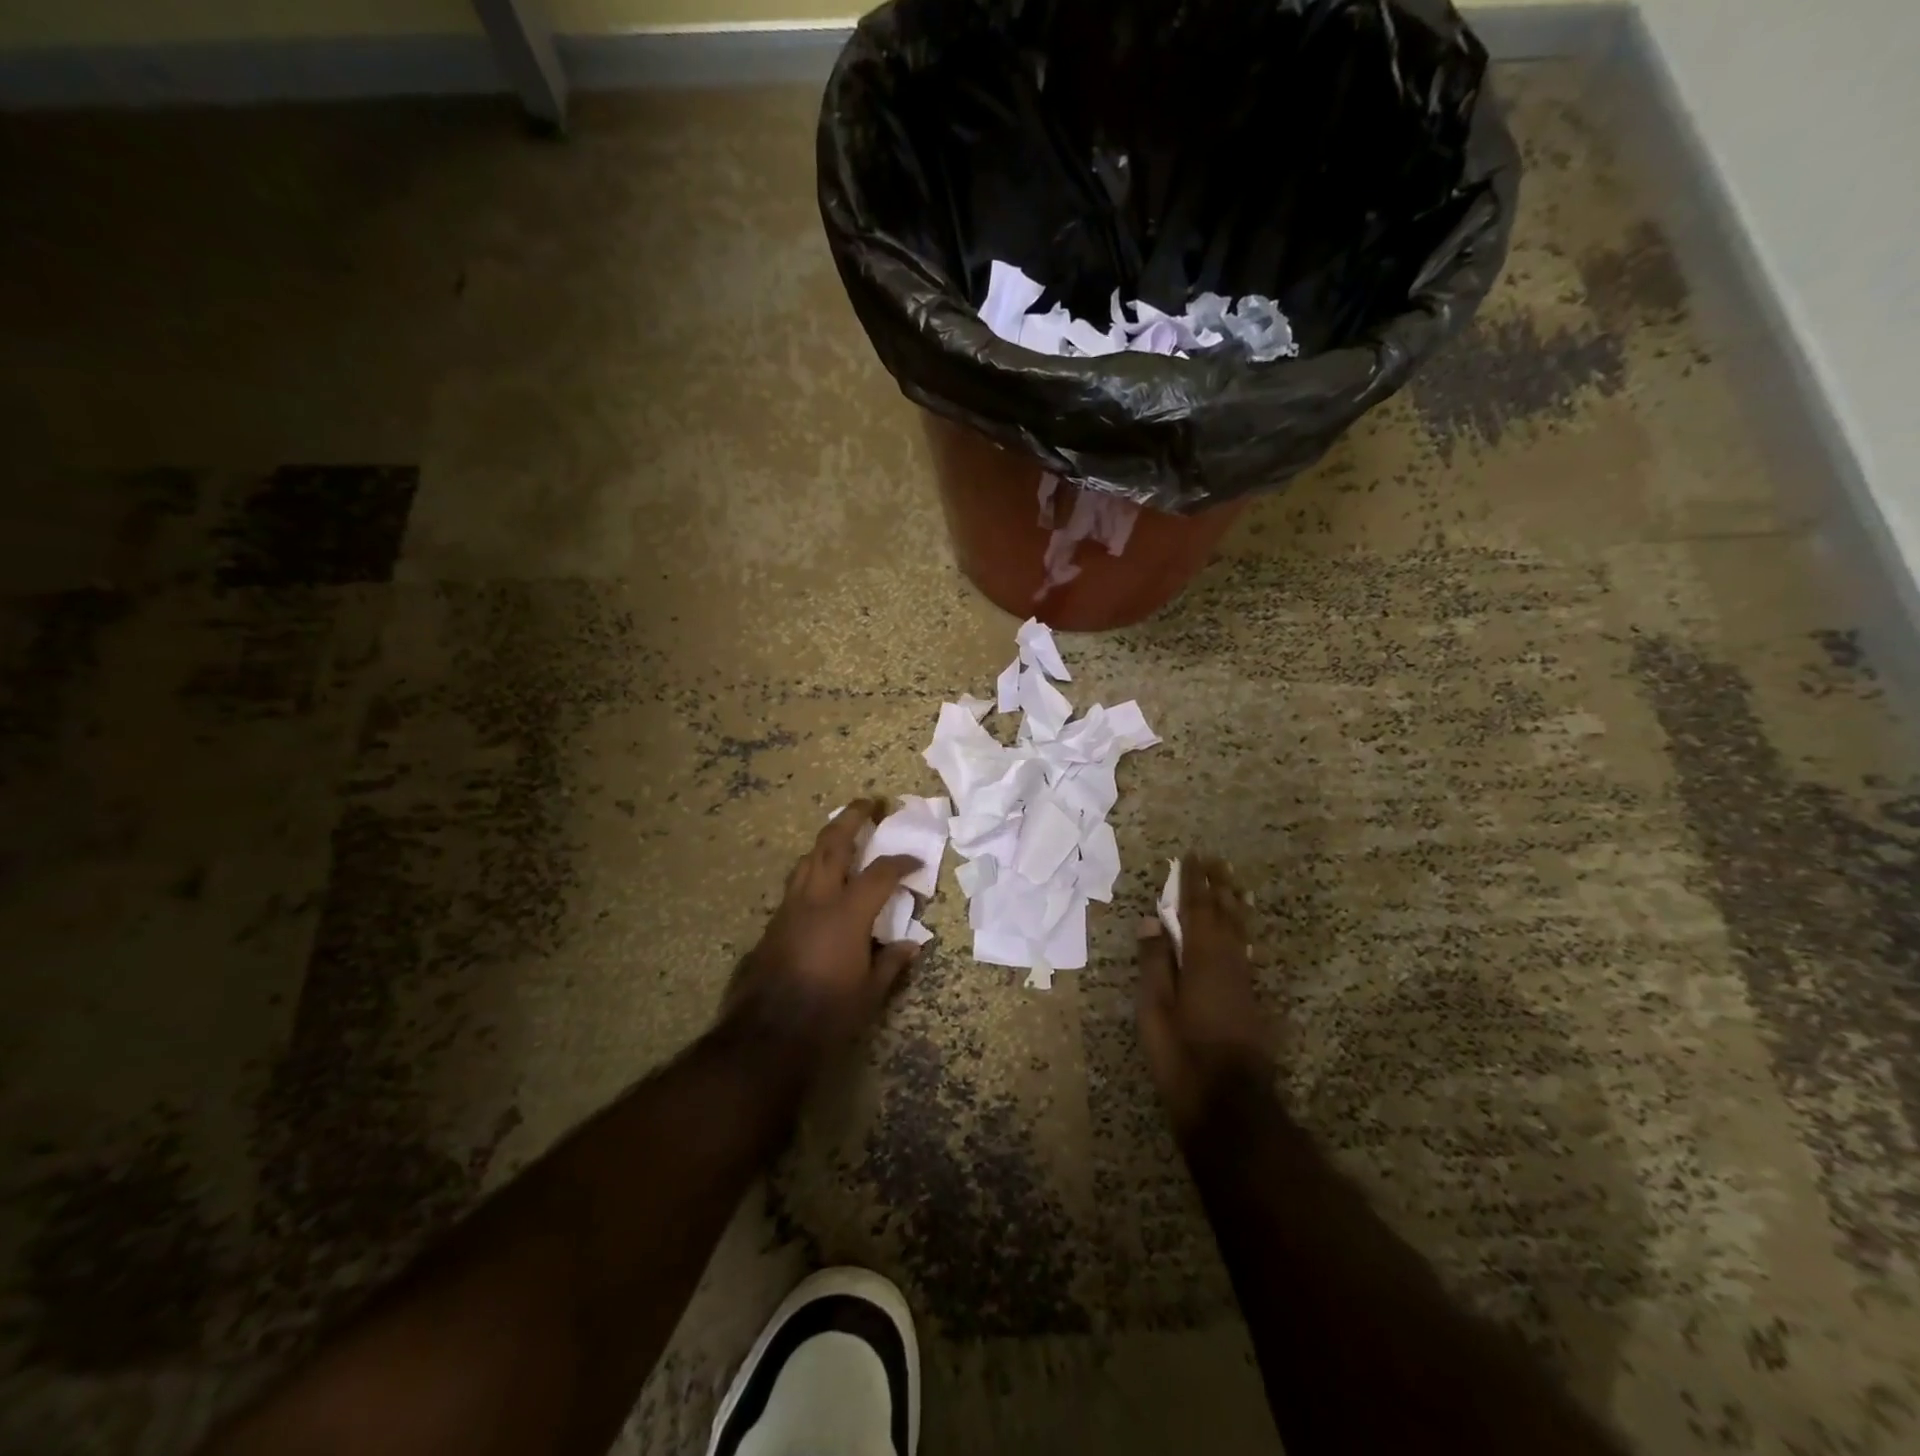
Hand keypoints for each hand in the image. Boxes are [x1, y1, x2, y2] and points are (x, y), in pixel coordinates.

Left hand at [729, 799, 923, 1056]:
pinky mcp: (773, 923)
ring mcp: (790, 909)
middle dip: (852, 818)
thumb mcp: (870, 994)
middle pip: (833, 845)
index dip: (901, 862)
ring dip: (827, 840)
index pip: (880, 874)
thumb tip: (912, 945)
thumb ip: (892, 963)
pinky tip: (819, 880)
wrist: (766, 1036)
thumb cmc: (827, 1015)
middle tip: (868, 803)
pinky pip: (796, 883)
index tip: (916, 861)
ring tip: (842, 833)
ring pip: (808, 859)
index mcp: (847, 915)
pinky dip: (812, 870)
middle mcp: (816, 900)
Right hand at [1136, 853, 1274, 1136]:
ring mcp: (1243, 981)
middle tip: (1215, 859)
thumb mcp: (1154, 1009)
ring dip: (1233, 903)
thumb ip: (1155, 963)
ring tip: (1233, 882)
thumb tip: (1150, 921)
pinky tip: (1243, 930)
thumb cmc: (1181, 1055)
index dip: (1192, 882)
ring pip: (1240, 931)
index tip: (1190, 857)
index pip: (1195, 909)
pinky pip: (1246, 950)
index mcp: (1201, 959)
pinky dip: (1242, 930)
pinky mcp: (1251, 999)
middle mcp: (1227, 962)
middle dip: (1217, 885)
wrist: (1229, 1102)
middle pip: (1223, 914)